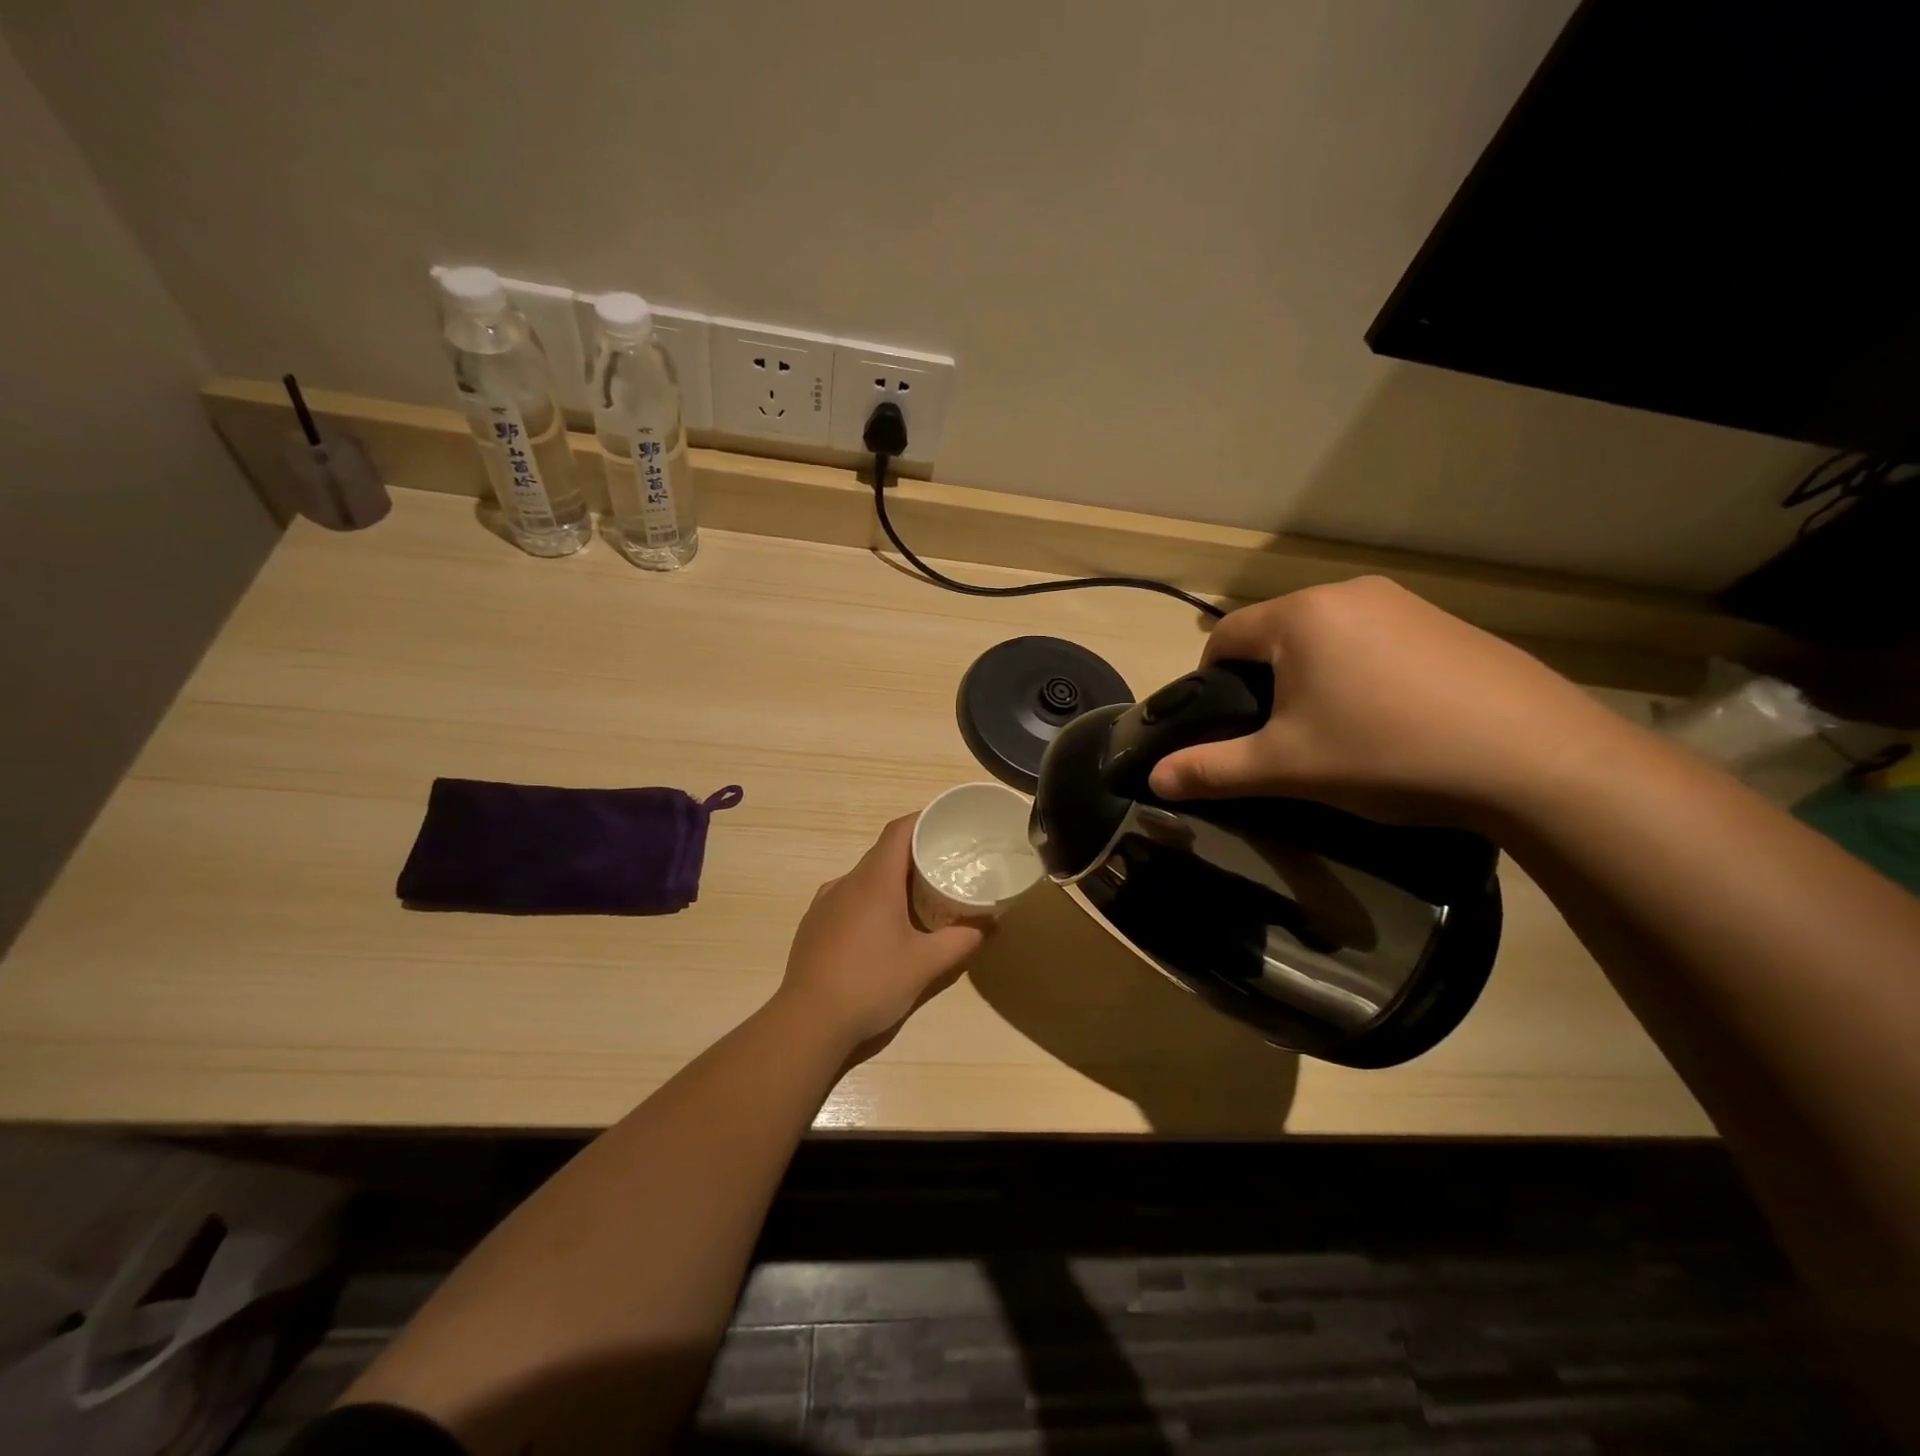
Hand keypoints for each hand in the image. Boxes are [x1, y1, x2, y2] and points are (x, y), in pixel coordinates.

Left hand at [778, 814, 985, 1051]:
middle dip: (915, 854)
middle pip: (883, 853)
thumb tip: (990, 923)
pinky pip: (848, 899)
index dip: (924, 821)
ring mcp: (824, 903)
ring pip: (865, 878)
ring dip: (892, 880)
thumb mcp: (926, 965)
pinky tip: (882, 930)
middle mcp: (846, 882)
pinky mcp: (813, 924)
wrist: (808, 1022)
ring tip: (918, 900)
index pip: (899, 830)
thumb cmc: (871, 983)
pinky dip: (870, 901)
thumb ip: (962, 940)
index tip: (949, 825)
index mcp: (874, 881)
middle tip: (945, 867)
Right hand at [1146, 577, 1627, 822]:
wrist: (1536, 760)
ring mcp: (1406, 604)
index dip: (1209, 680)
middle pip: (1276, 633)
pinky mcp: (1449, 625)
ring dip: (1313, 676)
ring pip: (1328, 637)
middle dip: (1264, 681)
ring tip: (1335, 731)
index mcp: (1301, 616)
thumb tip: (1154, 780)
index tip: (1223, 725)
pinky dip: (1362, 674)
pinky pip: (1376, 642)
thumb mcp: (1286, 767)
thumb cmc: (1386, 753)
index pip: (1225, 636)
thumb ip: (1213, 770)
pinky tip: (1390, 720)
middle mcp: (1349, 593)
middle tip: (1278, 736)